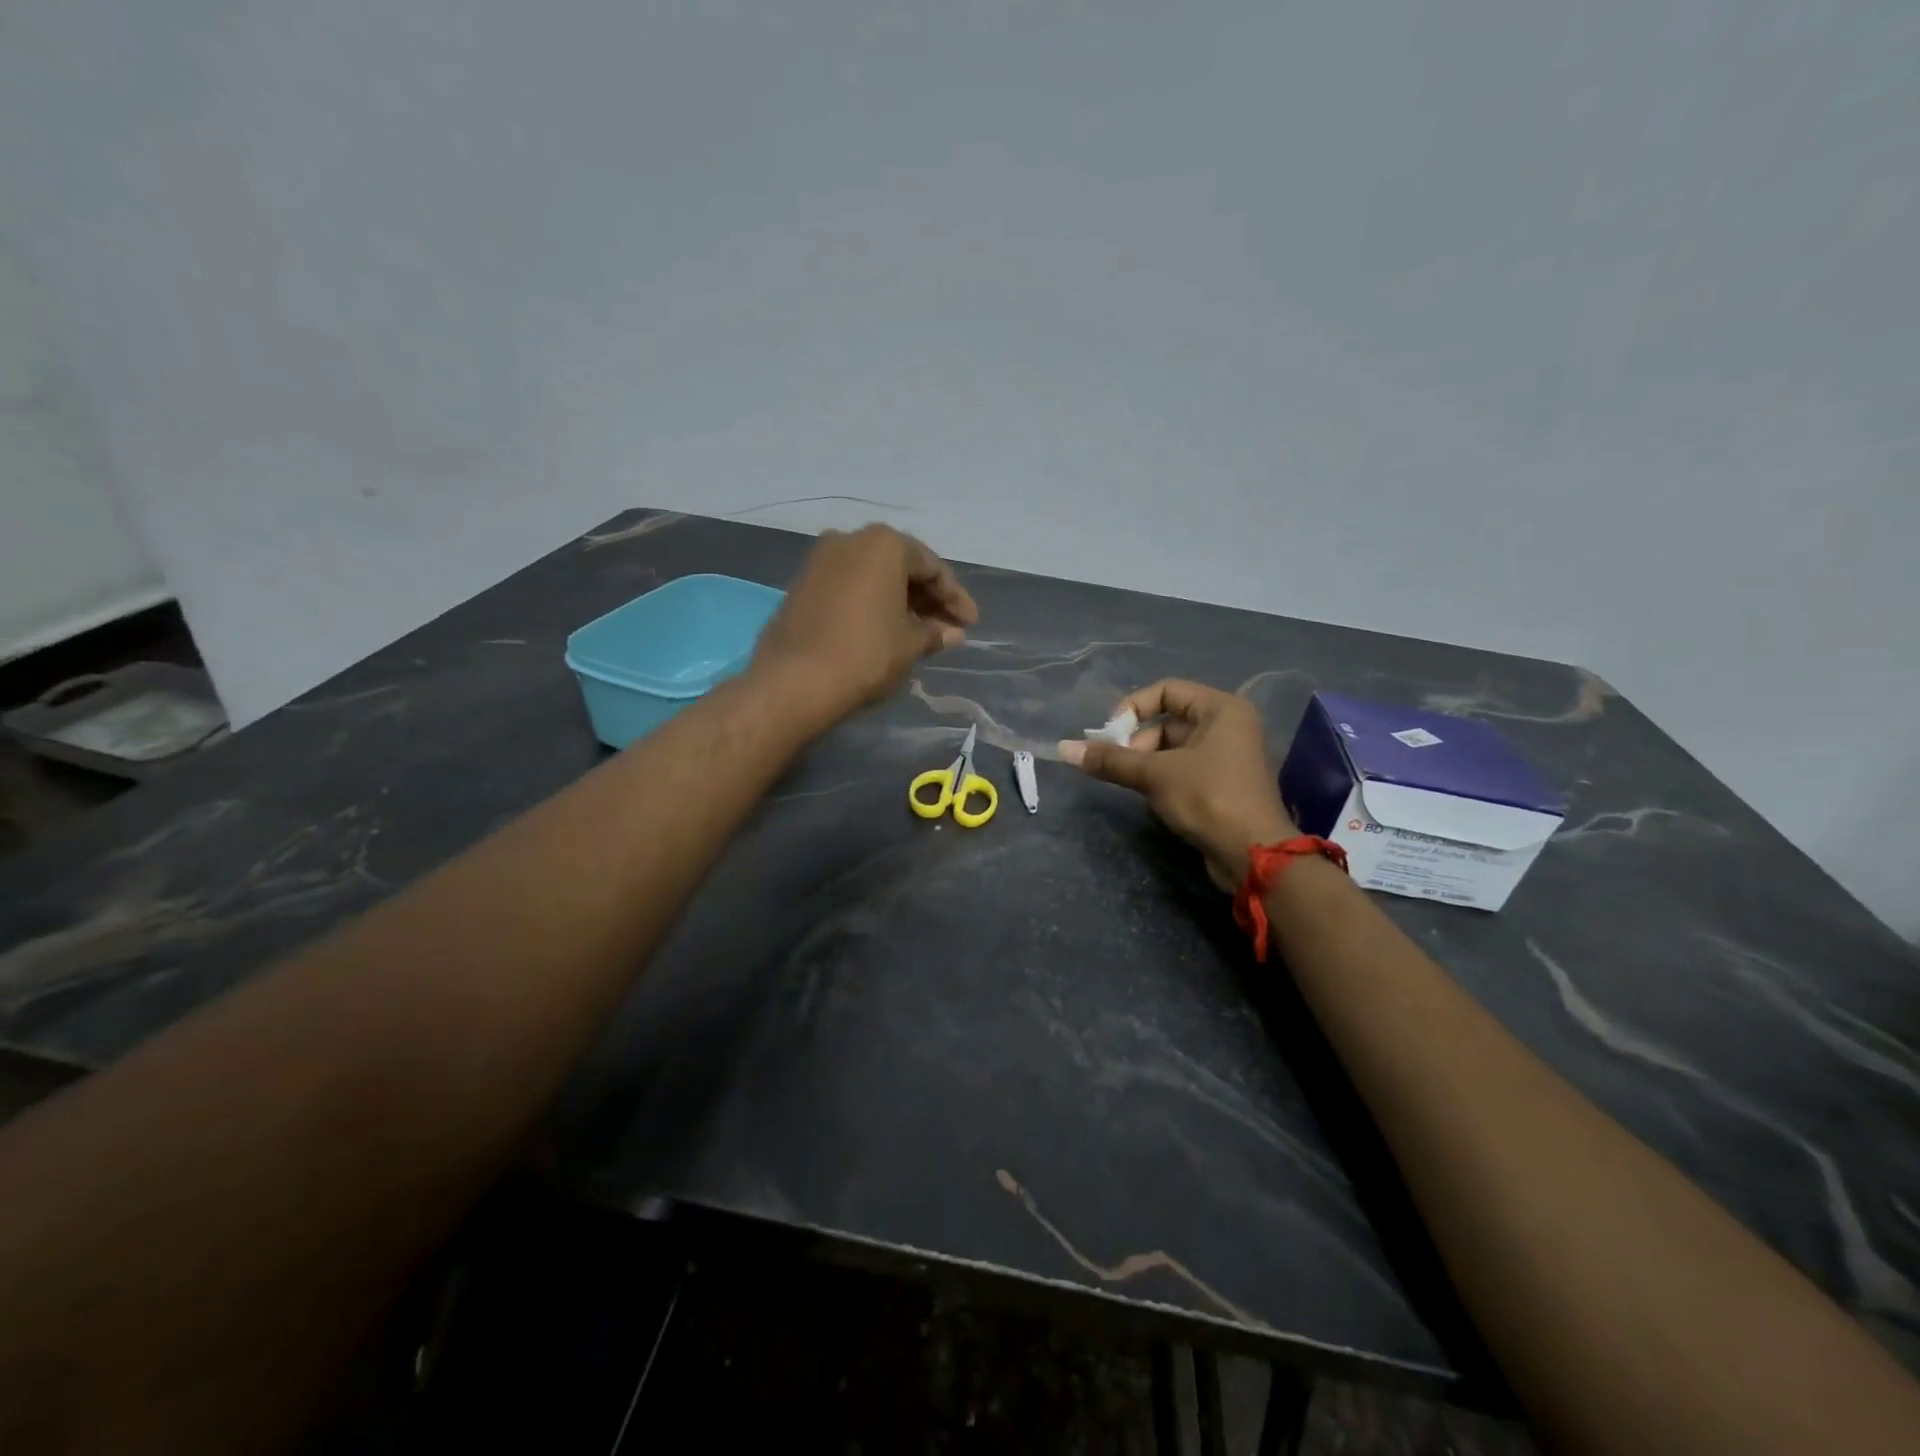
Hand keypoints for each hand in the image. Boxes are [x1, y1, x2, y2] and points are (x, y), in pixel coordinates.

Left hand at [751, 524, 978, 721]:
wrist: (795, 680)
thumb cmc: (866, 654)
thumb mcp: (910, 644)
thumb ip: (935, 632)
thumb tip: (952, 632)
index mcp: (884, 544)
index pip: (932, 567)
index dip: (955, 597)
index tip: (970, 624)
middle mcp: (850, 540)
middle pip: (901, 566)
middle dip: (927, 598)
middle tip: (948, 628)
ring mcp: (821, 560)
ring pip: (873, 576)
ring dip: (899, 601)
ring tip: (920, 633)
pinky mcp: (802, 584)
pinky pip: (850, 586)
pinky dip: (872, 603)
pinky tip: (885, 629)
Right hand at [1060, 679, 1295, 889]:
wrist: (1253, 854)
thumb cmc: (1208, 798)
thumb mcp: (1154, 774)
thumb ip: (1110, 759)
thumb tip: (1064, 749)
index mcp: (1222, 709)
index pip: (1166, 690)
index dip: (1133, 708)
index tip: (1110, 735)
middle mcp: (1229, 726)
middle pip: (1168, 721)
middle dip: (1137, 742)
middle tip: (1120, 767)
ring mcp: (1228, 756)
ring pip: (1173, 748)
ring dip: (1146, 763)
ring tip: (1133, 784)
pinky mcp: (1223, 784)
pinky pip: (1184, 769)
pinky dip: (1162, 778)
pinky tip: (1151, 797)